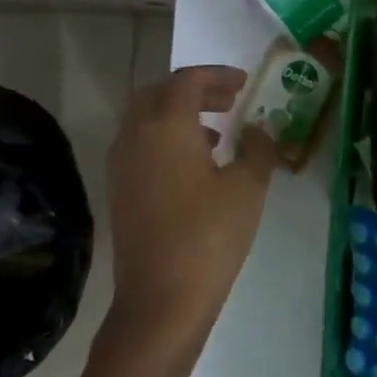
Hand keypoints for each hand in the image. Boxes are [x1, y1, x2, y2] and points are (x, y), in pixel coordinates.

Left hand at [104, 66, 277, 355]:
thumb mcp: (247, 188)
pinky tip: (194, 167)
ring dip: (178, 115)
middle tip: (228, 102)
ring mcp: (121, 165)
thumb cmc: (209, 236)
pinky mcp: (119, 191)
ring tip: (217, 133)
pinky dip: (165, 140)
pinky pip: (140, 146)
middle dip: (195, 91)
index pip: (187, 81)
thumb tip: (257, 131)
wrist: (160, 300)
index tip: (245, 83)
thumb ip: (257, 149)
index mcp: (166, 125)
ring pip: (145, 120)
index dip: (218, 76)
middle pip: (159, 94)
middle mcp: (135, 136)